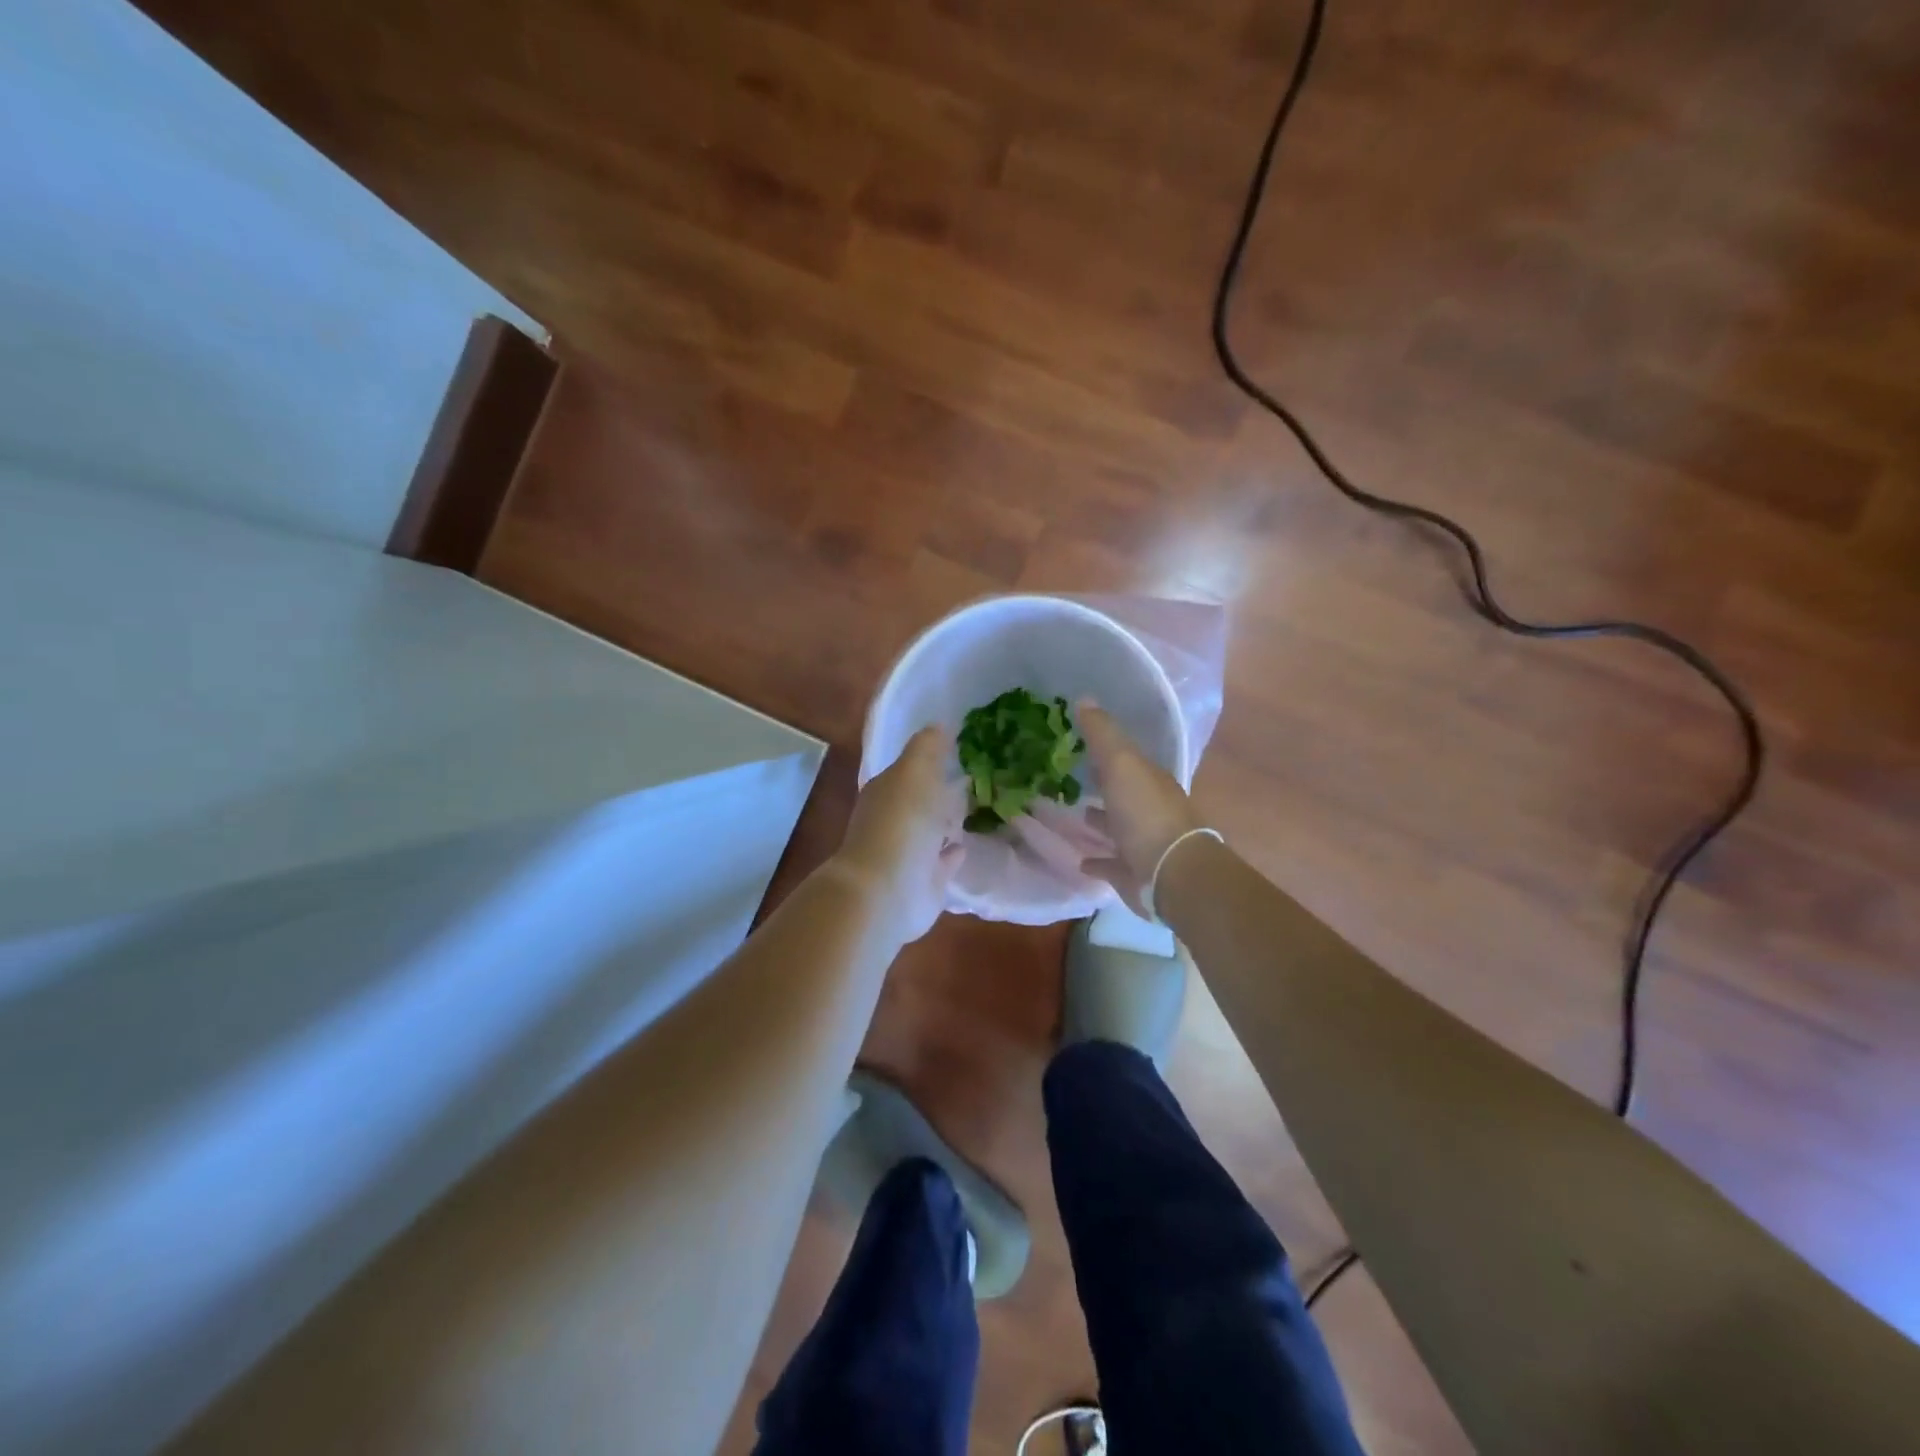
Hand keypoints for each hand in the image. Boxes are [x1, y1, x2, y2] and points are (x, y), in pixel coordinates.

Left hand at [833, 727, 965, 943]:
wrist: (887, 891)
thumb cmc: (900, 824)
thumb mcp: (914, 773)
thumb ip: (927, 748)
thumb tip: (940, 725)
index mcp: (888, 791)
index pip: (911, 769)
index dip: (932, 757)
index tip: (961, 747)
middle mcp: (895, 820)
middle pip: (923, 800)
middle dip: (942, 790)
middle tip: (976, 776)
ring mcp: (910, 853)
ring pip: (934, 830)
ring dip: (949, 821)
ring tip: (978, 806)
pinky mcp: (927, 882)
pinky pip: (944, 861)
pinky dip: (954, 852)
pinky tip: (968, 844)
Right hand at [1077, 702, 1205, 915]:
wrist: (1170, 873)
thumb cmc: (1145, 814)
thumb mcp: (1122, 764)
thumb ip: (1103, 735)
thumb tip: (1085, 699)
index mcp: (1150, 781)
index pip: (1127, 761)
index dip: (1106, 752)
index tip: (1079, 745)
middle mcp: (1149, 810)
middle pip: (1123, 794)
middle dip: (1102, 786)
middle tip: (1072, 778)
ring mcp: (1143, 844)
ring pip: (1117, 828)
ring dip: (1100, 821)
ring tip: (1074, 815)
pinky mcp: (1133, 874)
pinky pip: (1111, 864)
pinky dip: (1097, 861)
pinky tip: (1081, 860)